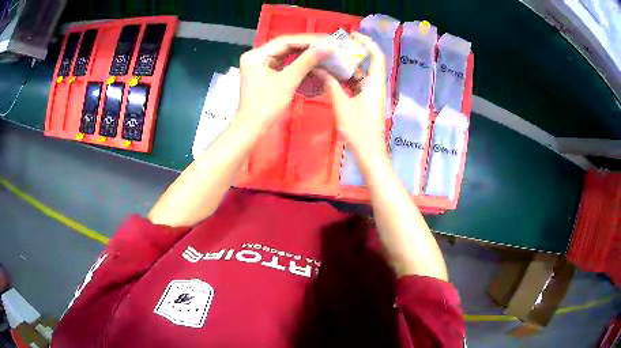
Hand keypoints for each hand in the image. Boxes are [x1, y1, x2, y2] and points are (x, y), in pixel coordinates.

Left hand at [235, 35, 330, 130]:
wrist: (252, 129)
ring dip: (303, 54)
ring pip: (285, 55)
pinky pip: (283, 64)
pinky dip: (297, 63)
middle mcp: (256, 56)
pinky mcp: (265, 73)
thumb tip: (327, 47)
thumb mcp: (288, 82)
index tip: (327, 40)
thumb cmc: (266, 106)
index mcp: (256, 55)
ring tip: (323, 51)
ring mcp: (260, 65)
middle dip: (307, 46)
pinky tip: (312, 61)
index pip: (285, 41)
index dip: (308, 40)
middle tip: (328, 44)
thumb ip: (306, 61)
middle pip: (284, 46)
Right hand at [318, 32, 386, 156]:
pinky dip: (346, 80)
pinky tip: (332, 77)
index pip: (377, 56)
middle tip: (335, 47)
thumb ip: (331, 86)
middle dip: (353, 54)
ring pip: (361, 75)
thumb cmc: (359, 130)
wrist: (370, 153)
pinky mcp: (367, 103)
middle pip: (368, 64)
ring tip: (330, 60)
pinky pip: (357, 85)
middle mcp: (376, 87)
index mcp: (374, 85)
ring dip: (347, 67)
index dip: (367, 42)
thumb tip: (320, 69)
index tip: (352, 35)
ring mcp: (372, 95)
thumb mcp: (342, 106)